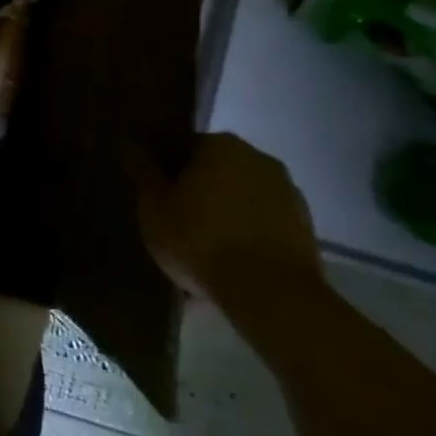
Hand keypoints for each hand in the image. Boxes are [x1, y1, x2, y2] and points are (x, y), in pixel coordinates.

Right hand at [138, 133, 319, 301]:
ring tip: (203, 252)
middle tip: (176, 223)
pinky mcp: (306, 230)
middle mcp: (257, 158)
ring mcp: (287, 193)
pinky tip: (231, 266)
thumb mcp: (154, 206)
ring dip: (224, 216)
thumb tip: (129, 142)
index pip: (182, 146)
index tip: (154, 195)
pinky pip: (263, 226)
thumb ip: (142, 171)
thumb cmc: (201, 239)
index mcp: (219, 144)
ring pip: (241, 199)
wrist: (272, 294)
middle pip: (215, 171)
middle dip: (197, 192)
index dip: (164, 169)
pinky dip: (247, 237)